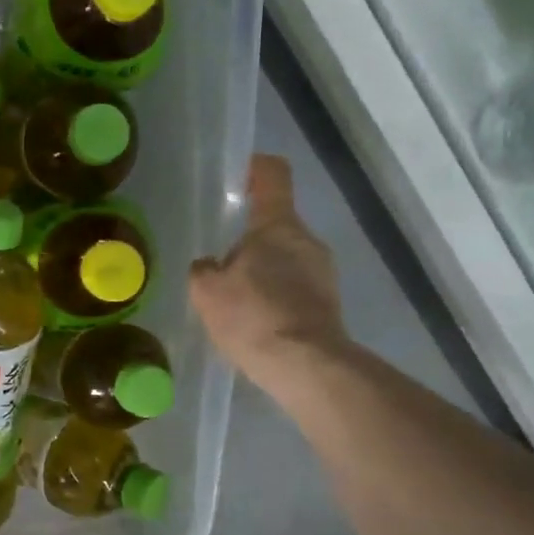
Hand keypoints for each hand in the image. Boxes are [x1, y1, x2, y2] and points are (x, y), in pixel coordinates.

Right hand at [190, 155, 348, 391]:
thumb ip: (204, 270)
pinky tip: (257, 325)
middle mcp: (307, 240)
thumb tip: (210, 265)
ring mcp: (324, 273)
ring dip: (263, 273)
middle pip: (275, 225)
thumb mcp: (208, 292)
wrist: (305, 365)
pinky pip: (296, 289)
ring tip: (237, 305)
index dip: (254, 168)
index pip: (272, 175)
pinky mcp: (330, 304)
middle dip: (249, 241)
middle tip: (221, 268)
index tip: (237, 178)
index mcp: (278, 225)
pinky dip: (276, 299)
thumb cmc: (253, 316)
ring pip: (286, 259)